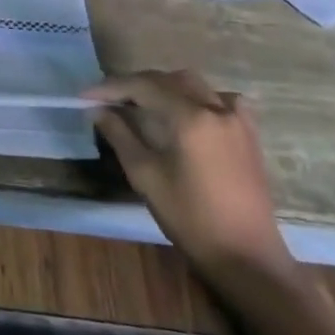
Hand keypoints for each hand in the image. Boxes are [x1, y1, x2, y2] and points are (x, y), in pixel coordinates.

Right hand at [83, 70, 295, 282]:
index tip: (85, 96)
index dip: (110, 87)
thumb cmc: (189, 217)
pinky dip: (198, 98)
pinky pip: (221, 100)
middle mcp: (216, 109)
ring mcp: (237, 120)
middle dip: (135, 84)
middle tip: (108, 99)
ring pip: (195, 85)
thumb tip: (98, 110)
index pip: (143, 87)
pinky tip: (188, 112)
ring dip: (164, 86)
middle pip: (168, 79)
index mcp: (190, 118)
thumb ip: (120, 135)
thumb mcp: (145, 175)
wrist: (244, 255)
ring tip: (142, 103)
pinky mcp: (249, 135)